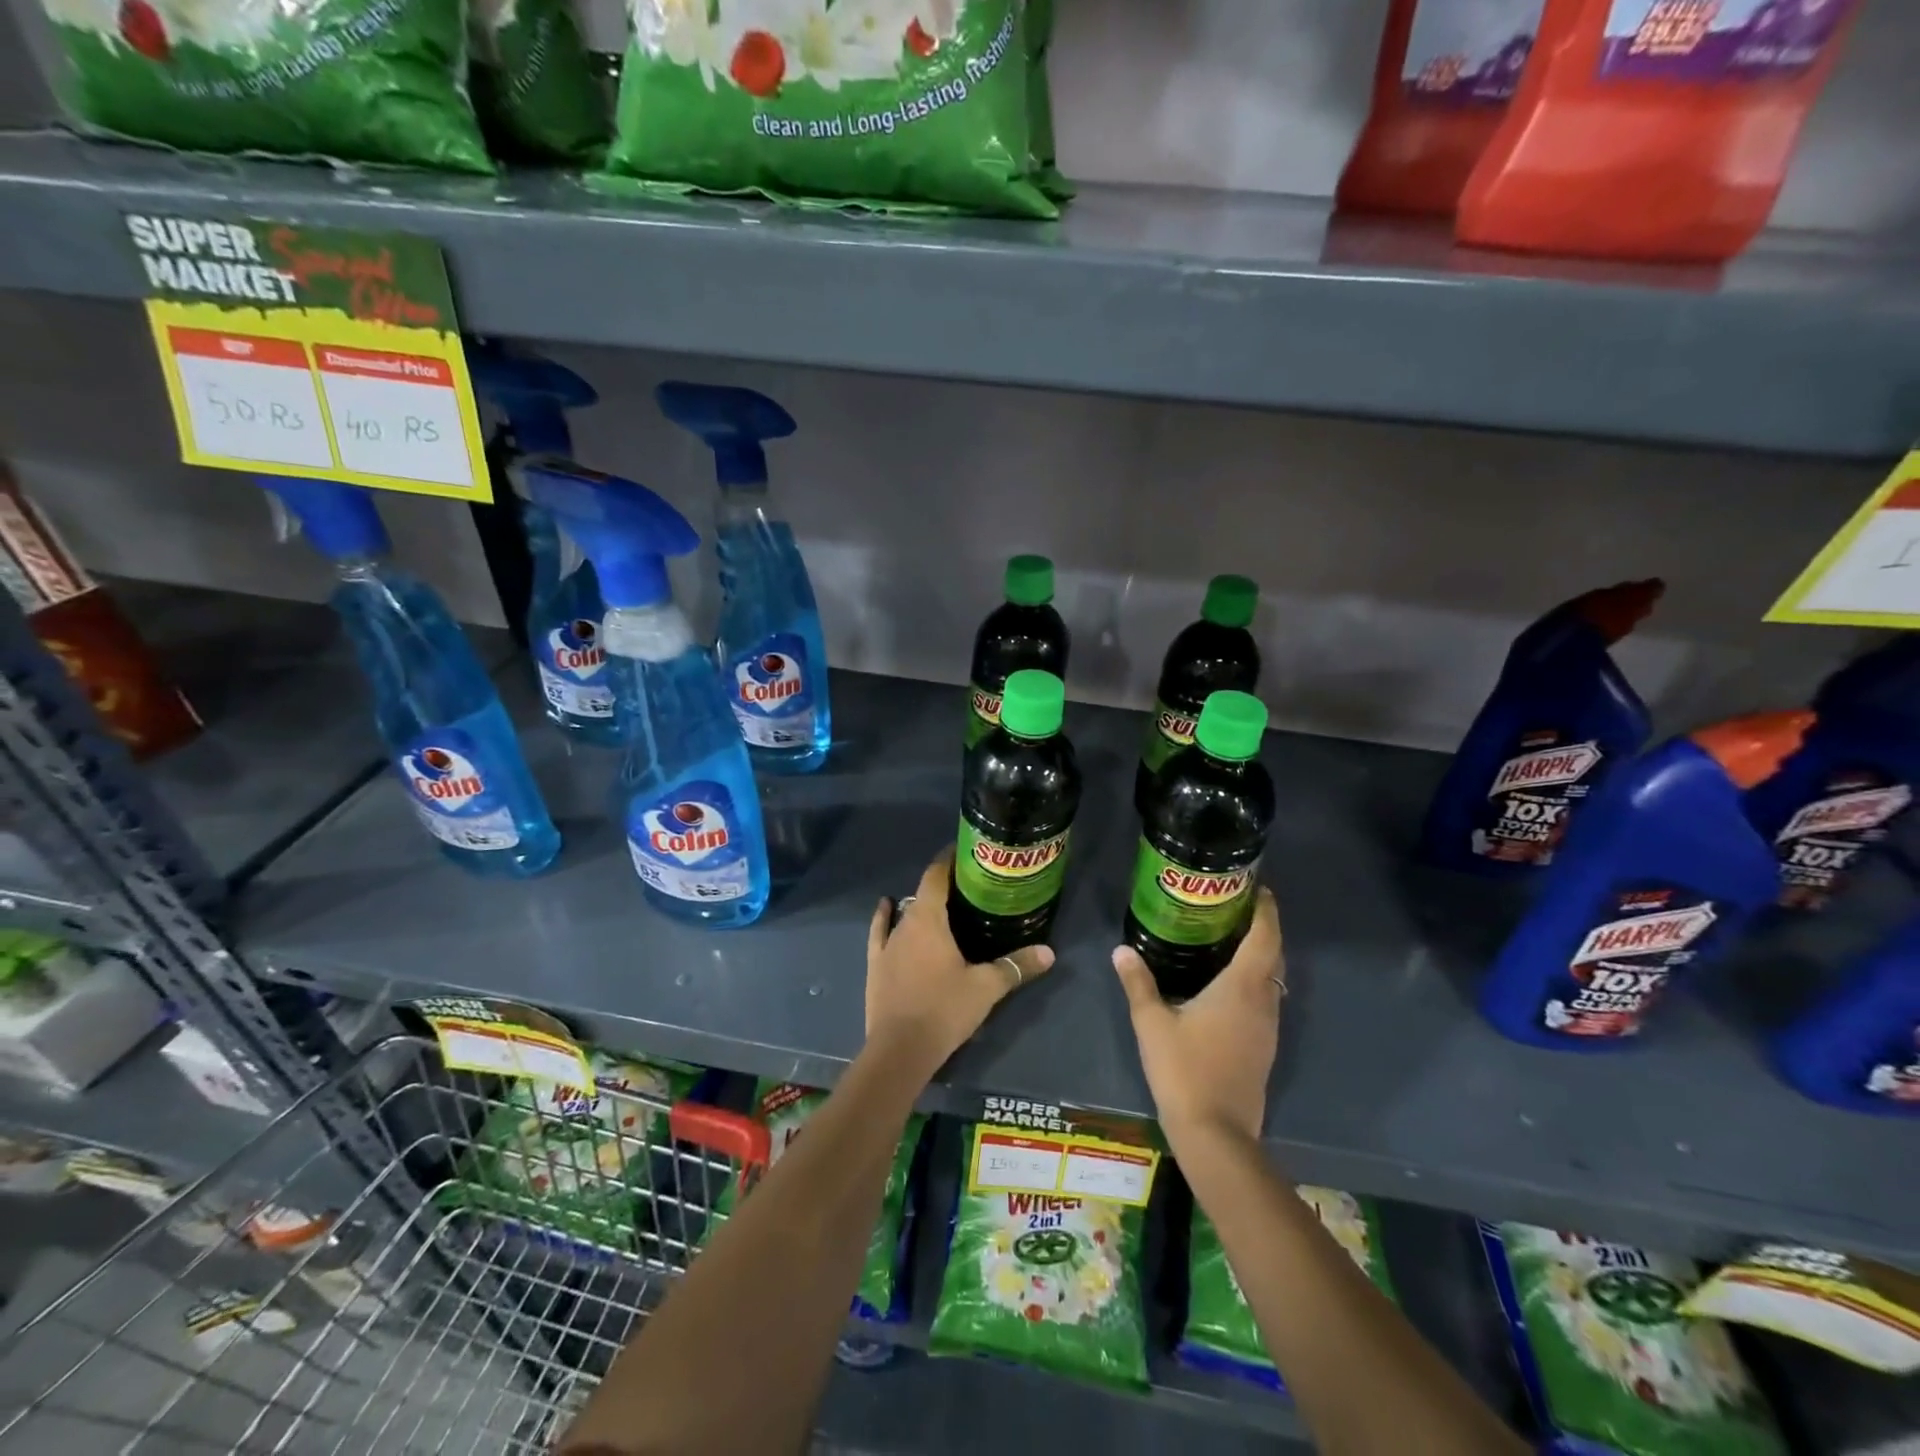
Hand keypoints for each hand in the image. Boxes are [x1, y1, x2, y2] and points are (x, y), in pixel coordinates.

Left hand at [866, 847, 1055, 1075]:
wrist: (899, 1051)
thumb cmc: (944, 1009)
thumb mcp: (986, 987)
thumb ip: (1016, 966)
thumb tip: (1049, 952)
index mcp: (929, 919)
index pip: (936, 874)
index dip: (950, 859)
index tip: (966, 851)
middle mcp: (905, 923)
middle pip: (924, 892)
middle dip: (944, 885)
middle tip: (969, 886)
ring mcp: (886, 944)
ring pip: (905, 912)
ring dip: (921, 904)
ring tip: (943, 904)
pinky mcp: (875, 965)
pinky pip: (880, 932)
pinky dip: (885, 917)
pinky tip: (887, 906)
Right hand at [1111, 888, 1282, 1146]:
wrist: (1216, 1134)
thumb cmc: (1184, 1070)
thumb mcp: (1152, 1023)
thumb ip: (1138, 983)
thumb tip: (1121, 950)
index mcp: (1241, 988)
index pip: (1264, 937)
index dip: (1265, 910)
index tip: (1258, 888)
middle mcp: (1263, 1002)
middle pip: (1274, 955)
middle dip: (1262, 928)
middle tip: (1237, 907)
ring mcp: (1268, 1027)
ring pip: (1273, 979)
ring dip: (1261, 955)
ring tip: (1230, 937)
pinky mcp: (1264, 1047)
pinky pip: (1266, 999)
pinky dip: (1255, 980)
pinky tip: (1228, 984)